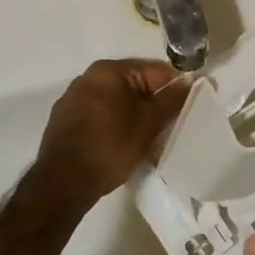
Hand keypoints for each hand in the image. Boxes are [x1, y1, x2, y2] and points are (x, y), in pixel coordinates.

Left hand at [32, 58, 189, 205]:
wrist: (63, 184)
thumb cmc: (110, 147)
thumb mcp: (148, 124)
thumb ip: (172, 100)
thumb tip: (191, 82)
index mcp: (108, 70)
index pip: (155, 70)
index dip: (177, 87)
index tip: (190, 107)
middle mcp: (88, 77)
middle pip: (135, 84)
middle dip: (155, 103)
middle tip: (171, 125)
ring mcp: (73, 98)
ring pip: (117, 100)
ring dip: (135, 114)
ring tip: (149, 138)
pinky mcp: (65, 120)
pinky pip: (101, 114)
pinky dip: (116, 123)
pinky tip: (123, 143)